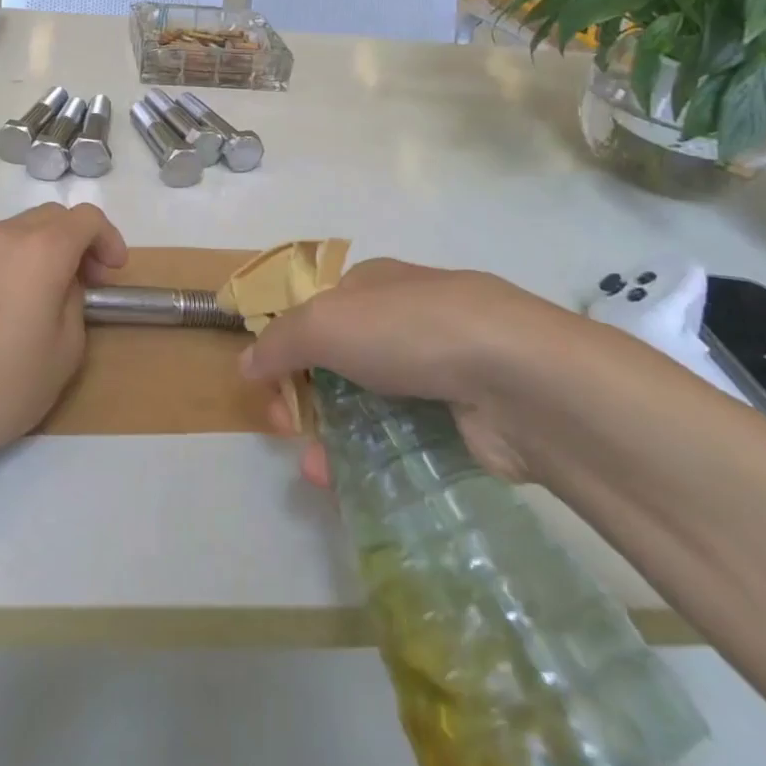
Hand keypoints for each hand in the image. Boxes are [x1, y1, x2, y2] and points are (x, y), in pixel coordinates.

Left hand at [0, 204, 125, 466]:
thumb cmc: (4, 384)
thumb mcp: (66, 349)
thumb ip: (73, 302)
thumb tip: (61, 287)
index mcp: (42, 248)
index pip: (87, 217)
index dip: (109, 239)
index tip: (113, 274)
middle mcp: (5, 236)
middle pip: (53, 217)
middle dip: (78, 241)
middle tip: (88, 282)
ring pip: (20, 230)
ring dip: (45, 249)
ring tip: (49, 294)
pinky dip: (15, 262)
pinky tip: (10, 306)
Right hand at [242, 259, 588, 485]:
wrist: (518, 378)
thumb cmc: (410, 330)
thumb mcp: (325, 323)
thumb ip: (279, 342)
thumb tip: (246, 363)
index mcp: (372, 283)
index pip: (314, 311)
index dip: (284, 345)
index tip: (266, 386)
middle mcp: (403, 319)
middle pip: (337, 359)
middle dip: (304, 395)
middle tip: (286, 428)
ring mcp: (437, 369)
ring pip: (368, 404)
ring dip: (332, 435)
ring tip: (316, 470)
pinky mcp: (462, 419)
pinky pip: (403, 439)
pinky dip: (372, 459)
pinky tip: (348, 483)